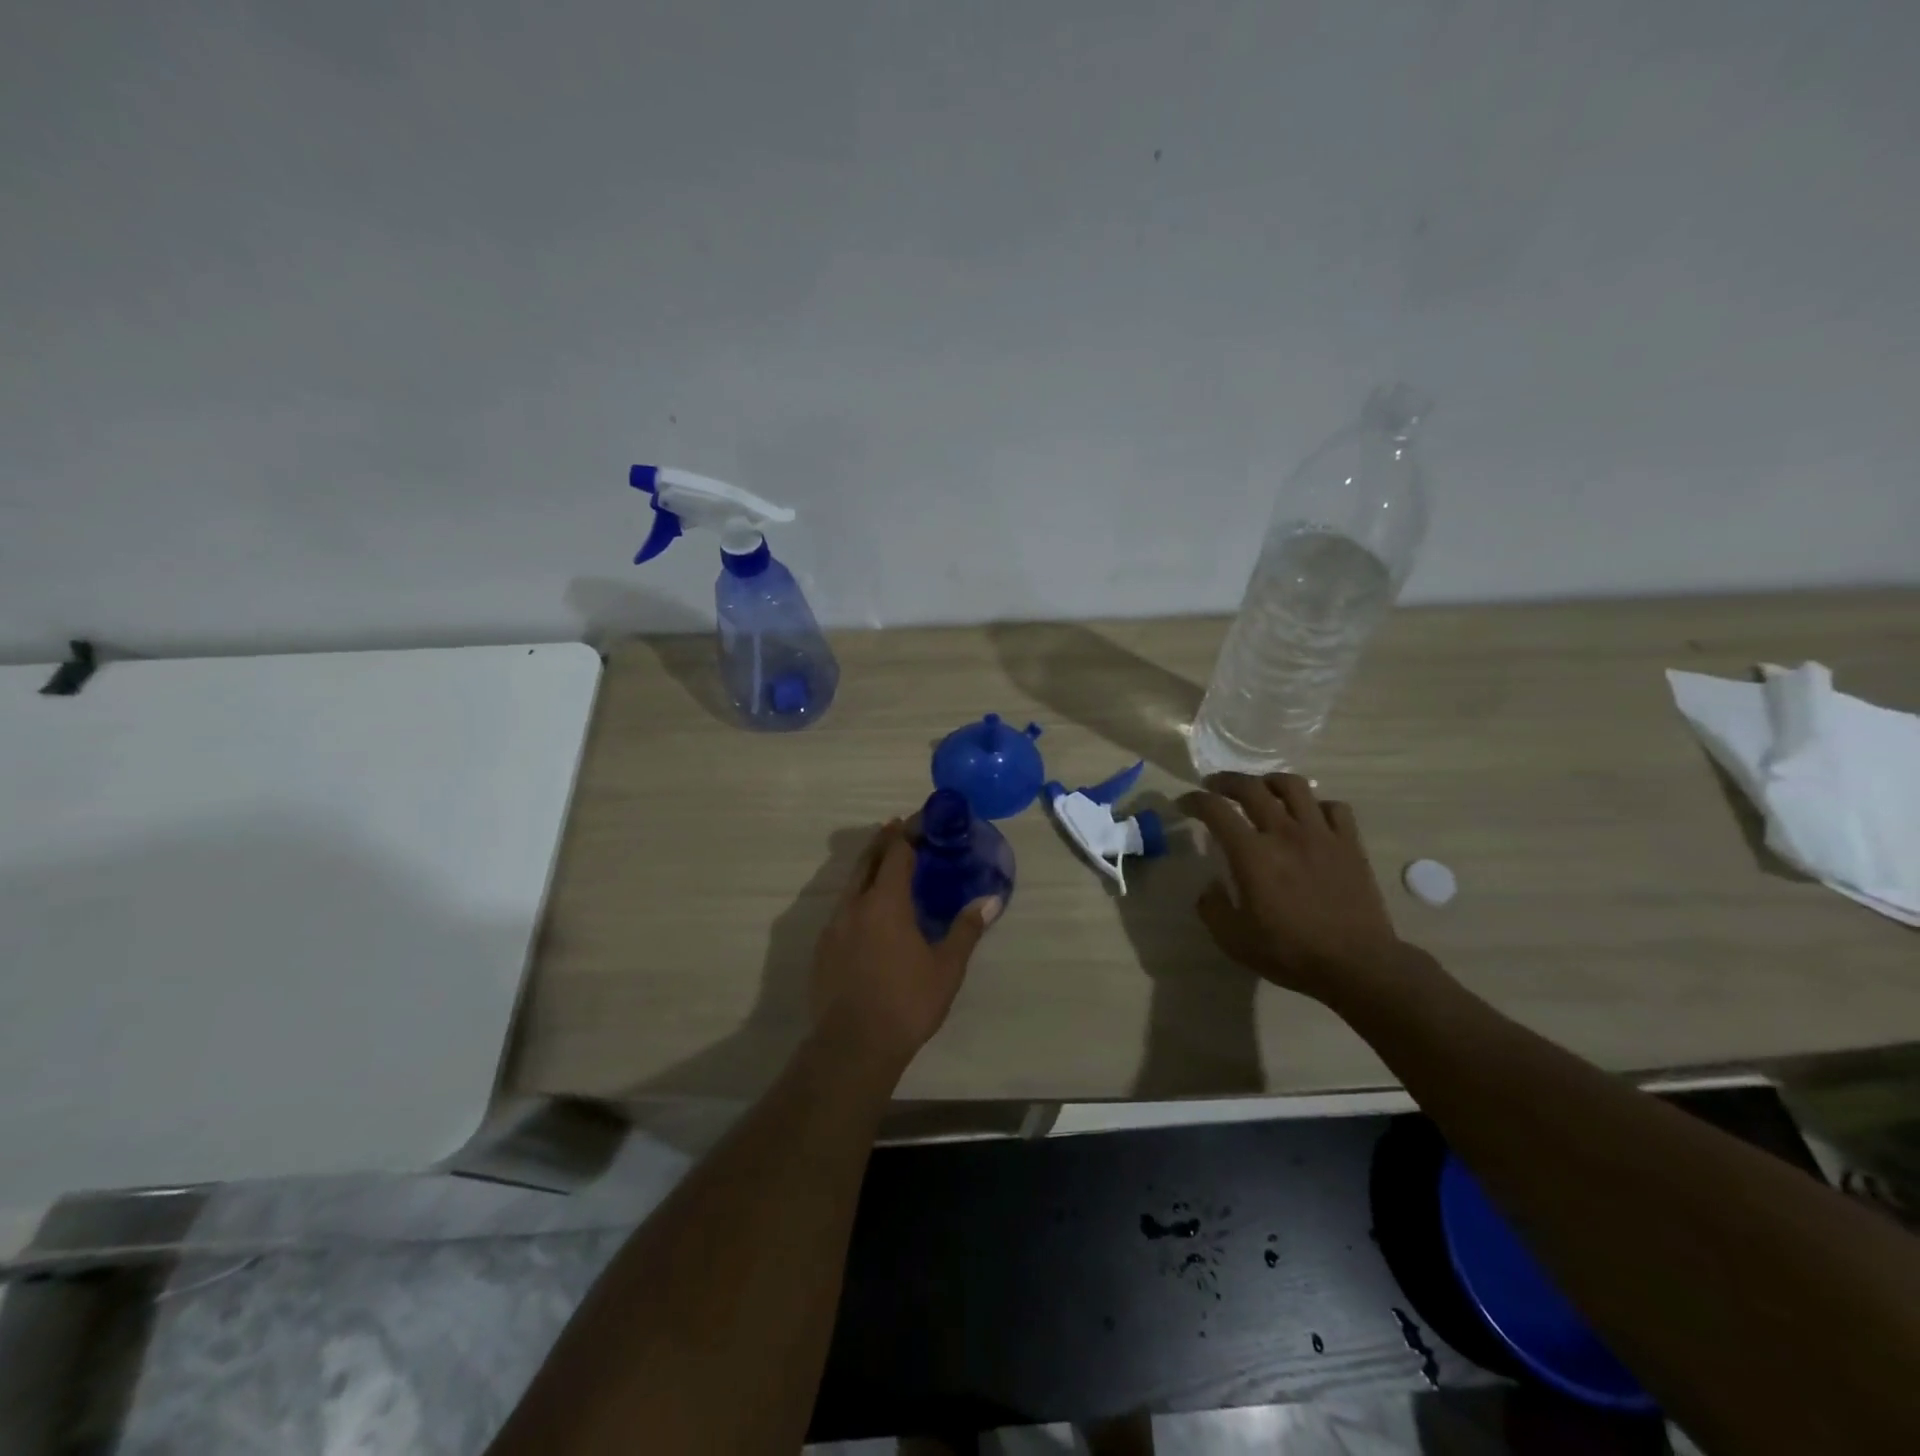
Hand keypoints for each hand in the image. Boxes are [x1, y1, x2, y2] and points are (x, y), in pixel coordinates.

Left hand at [811, 819, 1002, 1071]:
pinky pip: (842, 909)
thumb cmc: (906, 1002)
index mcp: (885, 902)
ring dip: (869, 868)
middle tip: (898, 827)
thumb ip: (966, 929)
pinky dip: (858, 896)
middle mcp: (854, 905)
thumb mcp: (947, 967)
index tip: (920, 820)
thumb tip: (991, 900)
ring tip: (886, 866)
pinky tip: (869, 914)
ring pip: (851, 884)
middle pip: (867, 860)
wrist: (853, 1046)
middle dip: (883, 840)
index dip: (908, 832)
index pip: (896, 852)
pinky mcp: (822, 949)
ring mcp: (833, 926)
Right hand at [1180, 773, 1425, 1005]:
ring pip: (1294, 786)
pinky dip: (1316, 805)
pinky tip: (1309, 817)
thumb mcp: (1234, 940)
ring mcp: (1321, 834)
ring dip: (1270, 782)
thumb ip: (1212, 907)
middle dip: (1226, 781)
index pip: (1215, 810)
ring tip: (1261, 790)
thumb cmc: (1291, 953)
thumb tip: (1211, 886)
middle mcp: (1284, 833)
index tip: (1184, 804)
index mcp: (1252, 854)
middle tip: (1214, 786)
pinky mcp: (1350, 844)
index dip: (1194, 800)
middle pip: (1251, 787)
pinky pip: (1334, 807)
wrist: (1357, 965)